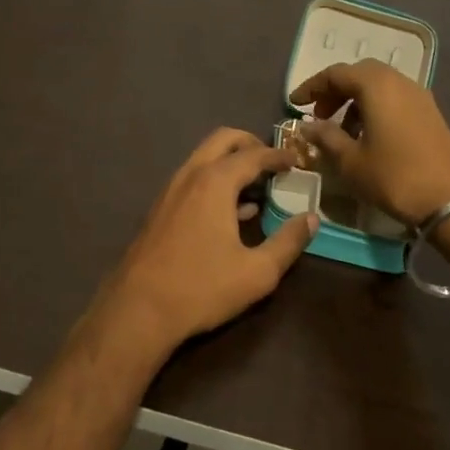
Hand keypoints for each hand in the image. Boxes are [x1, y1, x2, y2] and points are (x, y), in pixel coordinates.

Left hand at [95, 128, 319, 354]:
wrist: (138, 309)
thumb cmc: (202, 288)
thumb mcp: (257, 272)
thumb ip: (289, 242)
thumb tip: (312, 218)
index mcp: (215, 182)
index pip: (254, 154)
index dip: (278, 155)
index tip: (297, 160)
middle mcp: (190, 175)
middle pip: (223, 140)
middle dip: (251, 144)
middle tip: (274, 163)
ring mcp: (170, 190)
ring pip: (204, 158)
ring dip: (231, 162)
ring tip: (257, 188)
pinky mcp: (160, 208)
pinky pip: (193, 179)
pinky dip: (215, 180)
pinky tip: (231, 212)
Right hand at [289, 60, 449, 226]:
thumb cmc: (395, 177)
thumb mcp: (351, 161)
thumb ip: (326, 138)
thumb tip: (308, 126)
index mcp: (376, 85)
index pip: (335, 73)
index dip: (311, 87)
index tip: (295, 105)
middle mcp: (399, 81)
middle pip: (360, 74)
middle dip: (335, 91)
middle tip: (319, 115)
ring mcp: (419, 96)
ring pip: (379, 86)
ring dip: (355, 101)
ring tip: (341, 131)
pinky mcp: (431, 114)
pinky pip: (395, 99)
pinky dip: (375, 109)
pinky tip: (368, 137)